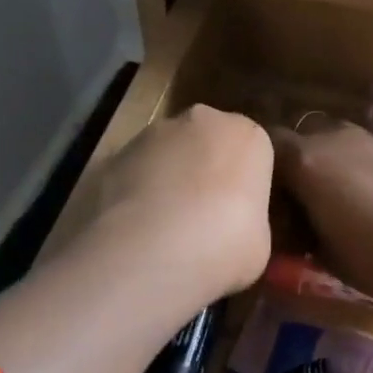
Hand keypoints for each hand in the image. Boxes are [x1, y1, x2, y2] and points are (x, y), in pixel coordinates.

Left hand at [88, 105, 273, 304]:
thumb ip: (247, 221)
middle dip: (204, 170)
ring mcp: (153, 133)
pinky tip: (133, 230)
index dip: (244, 184)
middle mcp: (202, 121)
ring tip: (161, 228)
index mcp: (247, 136)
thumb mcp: (258, 242)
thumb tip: (232, 231)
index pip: (251, 151)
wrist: (151, 251)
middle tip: (201, 218)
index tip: (239, 215)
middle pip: (207, 141)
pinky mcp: (114, 153)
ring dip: (166, 178)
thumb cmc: (224, 244)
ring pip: (166, 153)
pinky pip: (133, 172)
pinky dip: (133, 193)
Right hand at [272, 120, 372, 308]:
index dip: (264, 170)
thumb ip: (301, 232)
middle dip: (298, 163)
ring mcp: (372, 137)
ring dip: (333, 164)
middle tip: (304, 200)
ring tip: (343, 201)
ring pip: (338, 142)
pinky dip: (364, 167)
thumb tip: (295, 227)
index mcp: (307, 161)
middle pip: (303, 138)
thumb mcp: (326, 256)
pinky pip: (369, 151)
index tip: (269, 199)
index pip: (267, 145)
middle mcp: (335, 138)